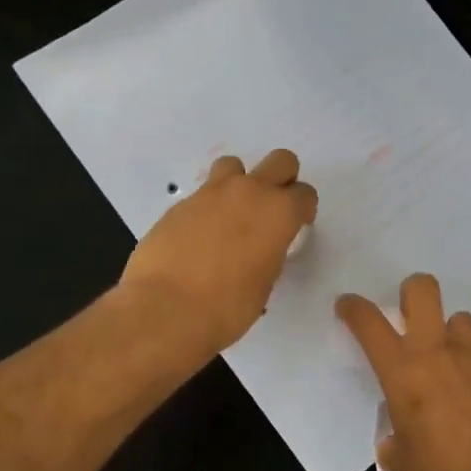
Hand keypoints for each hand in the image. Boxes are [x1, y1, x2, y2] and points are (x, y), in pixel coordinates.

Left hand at [121, 148, 317, 356]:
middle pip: (280, 161)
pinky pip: (203, 194)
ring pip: (234, 166)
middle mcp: (249, 192)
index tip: (295, 227)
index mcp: (279, 213)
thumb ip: (268, 255)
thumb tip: (259, 251)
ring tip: (231, 216)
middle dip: (282, 180)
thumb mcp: (264, 285)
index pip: (305, 194)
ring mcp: (211, 193)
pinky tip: (199, 238)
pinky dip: (208, 208)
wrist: (166, 308)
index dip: (302, 211)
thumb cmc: (227, 307)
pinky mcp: (180, 204)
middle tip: (272, 210)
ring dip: (240, 184)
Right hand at [335, 273, 470, 470]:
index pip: (368, 322)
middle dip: (412, 292)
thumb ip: (396, 446)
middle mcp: (437, 352)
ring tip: (450, 362)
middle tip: (408, 316)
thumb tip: (394, 448)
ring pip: (461, 319)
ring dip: (451, 333)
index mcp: (402, 371)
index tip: (348, 306)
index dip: (353, 307)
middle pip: (423, 290)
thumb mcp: (406, 462)